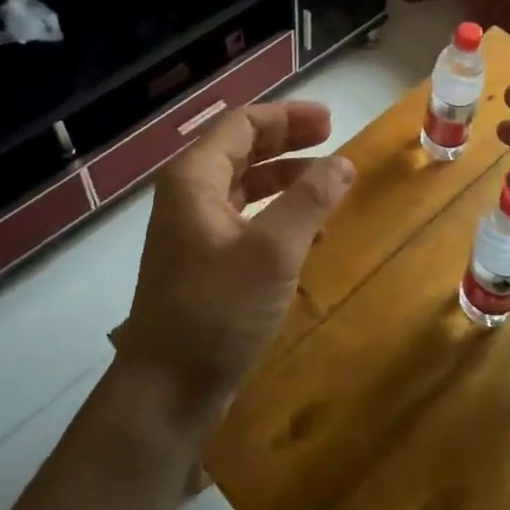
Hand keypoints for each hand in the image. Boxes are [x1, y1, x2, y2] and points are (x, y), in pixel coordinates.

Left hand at [117, 101, 354, 428]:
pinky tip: (310, 231)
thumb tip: (344, 162)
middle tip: (333, 139)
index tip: (330, 121)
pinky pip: (246, 220)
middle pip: (243, 149)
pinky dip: (278, 214)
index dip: (287, 116)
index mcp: (194, 178)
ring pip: (245, 185)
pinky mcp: (204, 262)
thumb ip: (309, 200)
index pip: (242, 124)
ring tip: (329, 185)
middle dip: (288, 141)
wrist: (165, 393)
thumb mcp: (272, 251)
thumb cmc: (216, 312)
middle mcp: (189, 195)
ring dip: (286, 179)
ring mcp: (194, 230)